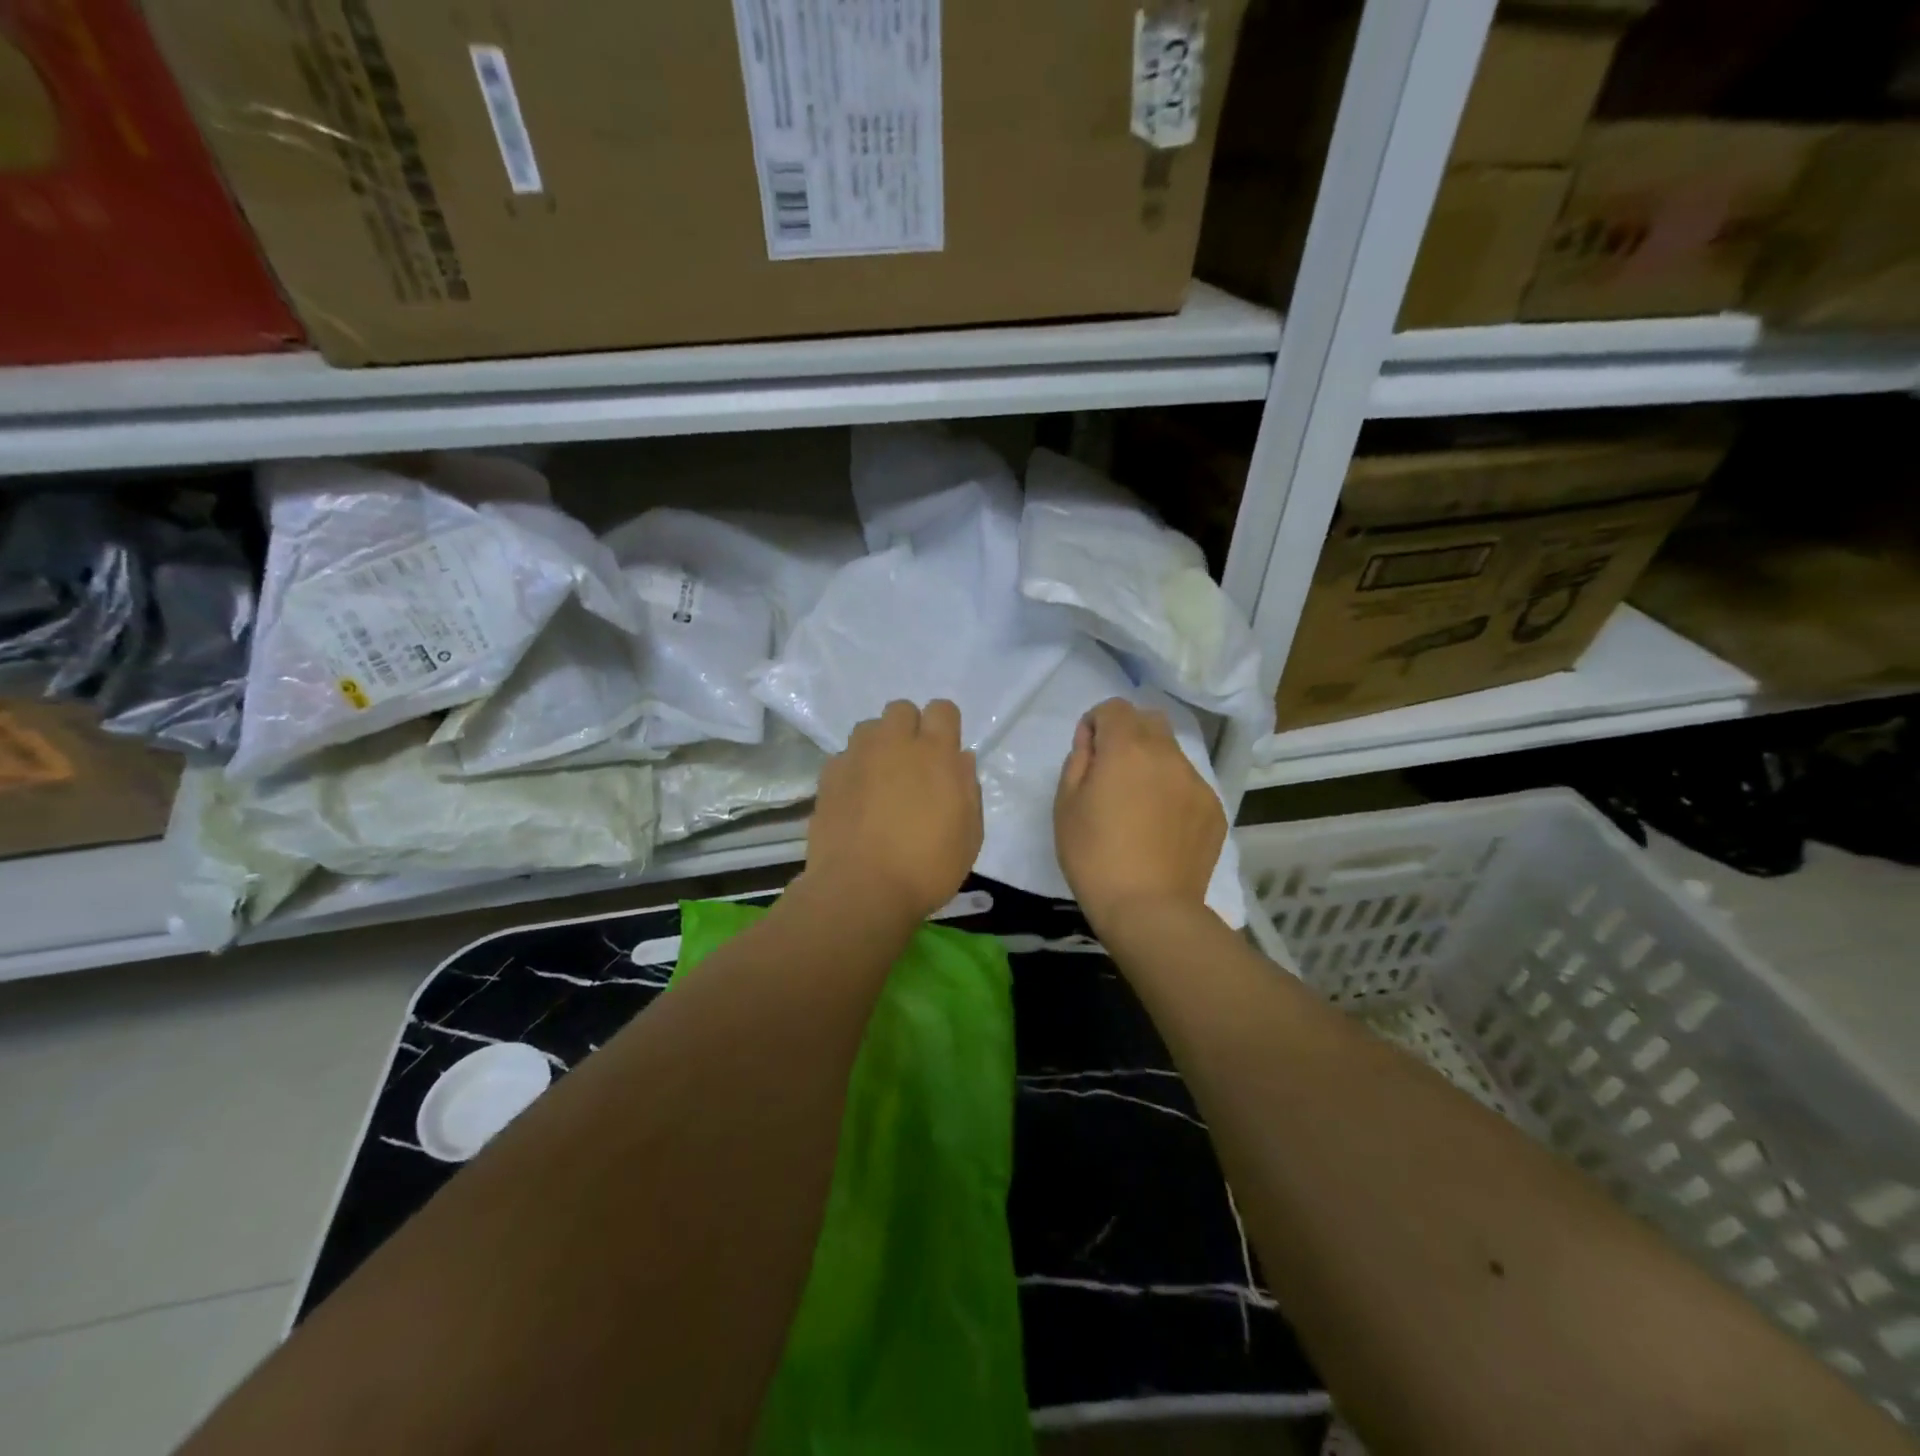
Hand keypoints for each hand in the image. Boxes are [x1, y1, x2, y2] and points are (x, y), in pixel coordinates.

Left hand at [803, 699, 982, 922]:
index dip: (945, 727)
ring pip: (868, 729)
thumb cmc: (927, 867)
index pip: (942, 709)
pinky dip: (853, 770)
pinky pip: (844, 757)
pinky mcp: (828, 777)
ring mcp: (856, 757)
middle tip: (912, 766)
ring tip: (881, 779)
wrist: (860, 890)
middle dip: (909, 729)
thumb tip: (959, 759)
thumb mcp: (970, 834)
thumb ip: (967, 788)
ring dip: (879, 745)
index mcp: (935, 753)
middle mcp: (893, 744)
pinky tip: (856, 801)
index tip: (945, 754)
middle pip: (901, 710)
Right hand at [1054, 698, 1224, 932]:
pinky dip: (1172, 791)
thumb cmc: (1094, 856)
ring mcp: (1196, 781)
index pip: (1114, 707)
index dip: (1096, 722)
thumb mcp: (1066, 805)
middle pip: (1150, 720)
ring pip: (1172, 752)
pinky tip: (1161, 827)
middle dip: (1128, 733)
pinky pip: (1188, 784)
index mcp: (1126, 749)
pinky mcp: (1214, 809)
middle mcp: (1167, 754)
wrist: (1149, 909)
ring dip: (1152, 762)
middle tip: (1112, 770)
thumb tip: (1091, 741)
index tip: (1088, 750)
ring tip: (1139, 803)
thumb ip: (1078, 761)